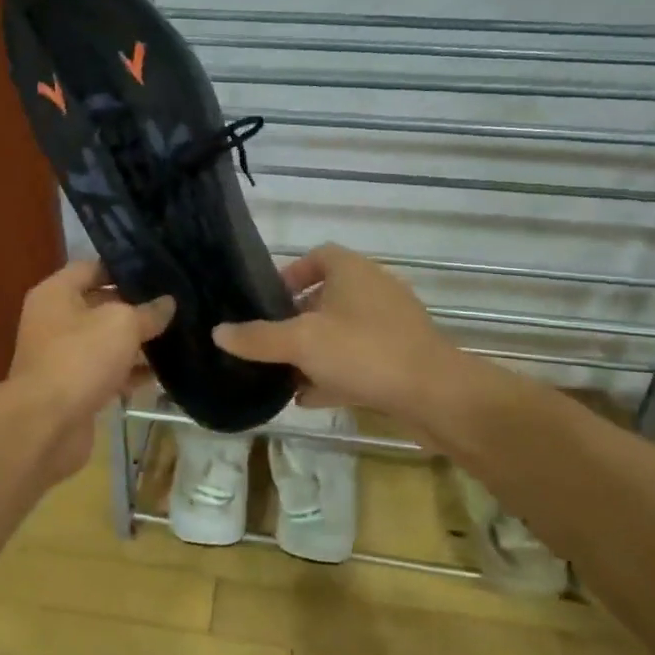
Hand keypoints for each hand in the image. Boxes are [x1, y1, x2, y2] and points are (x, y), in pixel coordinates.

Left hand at [0, 259, 175, 484]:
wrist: (46, 425)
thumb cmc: (80, 358)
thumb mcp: (122, 324)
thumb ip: (148, 311)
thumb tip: (167, 303)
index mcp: (56, 293)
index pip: (92, 267)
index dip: (124, 267)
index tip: (159, 270)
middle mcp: (55, 320)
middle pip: (100, 304)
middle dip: (136, 305)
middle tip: (176, 302)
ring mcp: (63, 356)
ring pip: (106, 341)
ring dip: (137, 342)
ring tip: (178, 334)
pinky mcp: (74, 388)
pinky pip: (108, 372)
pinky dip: (131, 373)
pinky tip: (163, 373)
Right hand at [214, 243, 490, 421]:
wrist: (437, 396)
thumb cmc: (365, 353)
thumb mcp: (301, 342)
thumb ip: (258, 338)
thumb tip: (218, 332)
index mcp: (353, 272)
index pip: (319, 256)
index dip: (291, 273)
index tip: (268, 300)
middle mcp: (374, 292)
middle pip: (327, 297)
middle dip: (296, 320)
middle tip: (268, 341)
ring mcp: (391, 327)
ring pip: (342, 333)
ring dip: (313, 351)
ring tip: (282, 373)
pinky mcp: (401, 360)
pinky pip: (359, 361)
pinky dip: (334, 375)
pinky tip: (310, 398)